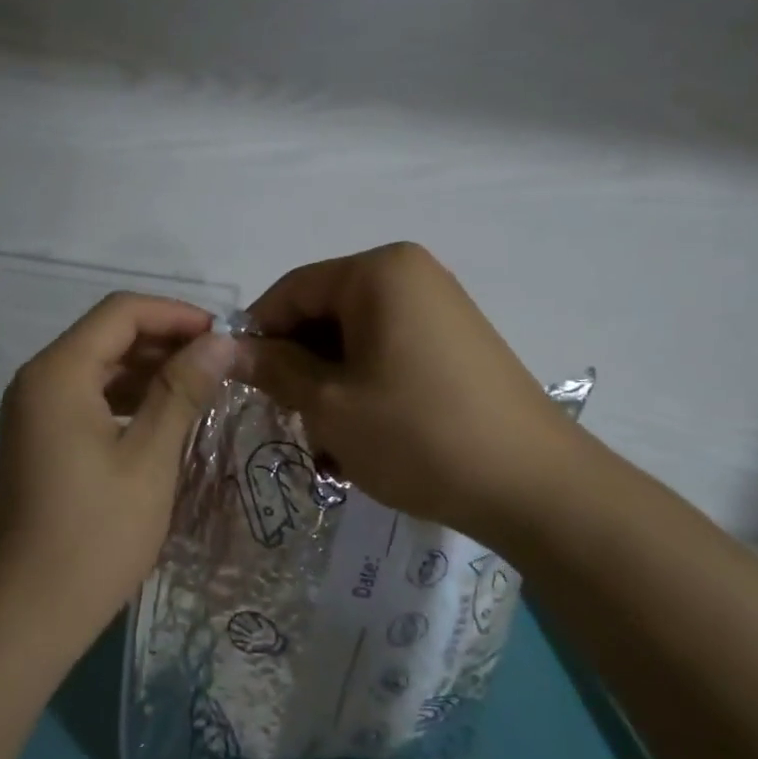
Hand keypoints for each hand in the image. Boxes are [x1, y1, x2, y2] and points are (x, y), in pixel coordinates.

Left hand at [0, 293, 236, 653]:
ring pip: (98, 369)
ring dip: (148, 372)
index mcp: (58, 372)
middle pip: (107, 337)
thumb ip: (182, 391)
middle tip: (221, 366)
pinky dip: (127, 401)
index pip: (121, 312)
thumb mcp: (150, 459)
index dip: (176, 314)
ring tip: (203, 390)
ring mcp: (32, 413)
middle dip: (165, 342)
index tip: (224, 336)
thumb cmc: (95, 535)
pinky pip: (86, 401)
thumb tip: (220, 341)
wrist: (27, 613)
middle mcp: (37, 380)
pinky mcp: (37, 441)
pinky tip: (165, 420)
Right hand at [235, 243, 582, 541]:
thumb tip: (224, 347)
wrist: (533, 486)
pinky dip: (364, 390)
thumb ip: (273, 367)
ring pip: (353, 340)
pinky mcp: (456, 344)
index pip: (291, 290)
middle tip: (290, 422)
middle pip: (324, 313)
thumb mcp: (328, 403)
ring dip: (329, 387)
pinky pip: (388, 354)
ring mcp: (439, 309)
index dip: (258, 335)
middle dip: (299, 367)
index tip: (241, 383)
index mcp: (378, 272)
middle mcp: (411, 275)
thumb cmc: (416, 433)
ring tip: (330, 445)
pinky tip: (364, 438)